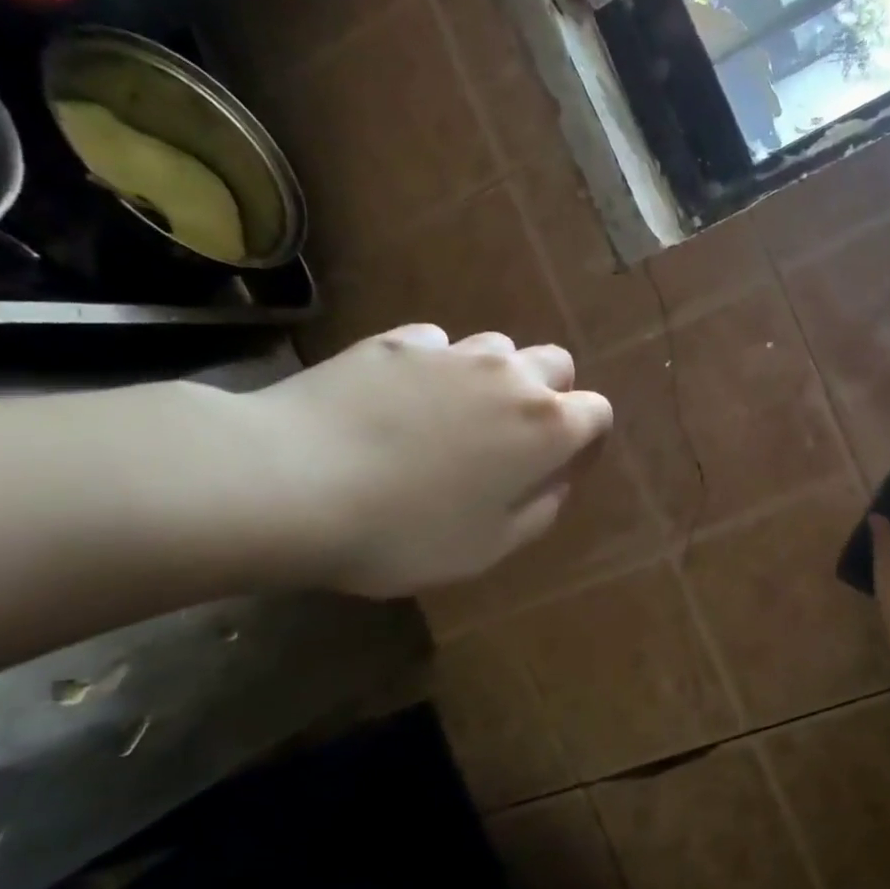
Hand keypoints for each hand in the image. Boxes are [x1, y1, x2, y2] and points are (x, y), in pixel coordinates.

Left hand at [244, 325, 612, 596]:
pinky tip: (401, 399)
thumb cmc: (405, 532)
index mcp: (545, 427)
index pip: (597, 412)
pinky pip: (437, 346)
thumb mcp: (488, 547)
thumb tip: (556, 480)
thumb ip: (539, 510)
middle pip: (555, 365)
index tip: (563, 466)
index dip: (587, 440)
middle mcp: (510, 376)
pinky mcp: (397, 341)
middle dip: (549, 395)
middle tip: (513, 438)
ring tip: (454, 416)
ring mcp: (452, 352)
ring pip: (498, 348)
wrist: (292, 481)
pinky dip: (436, 368)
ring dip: (494, 377)